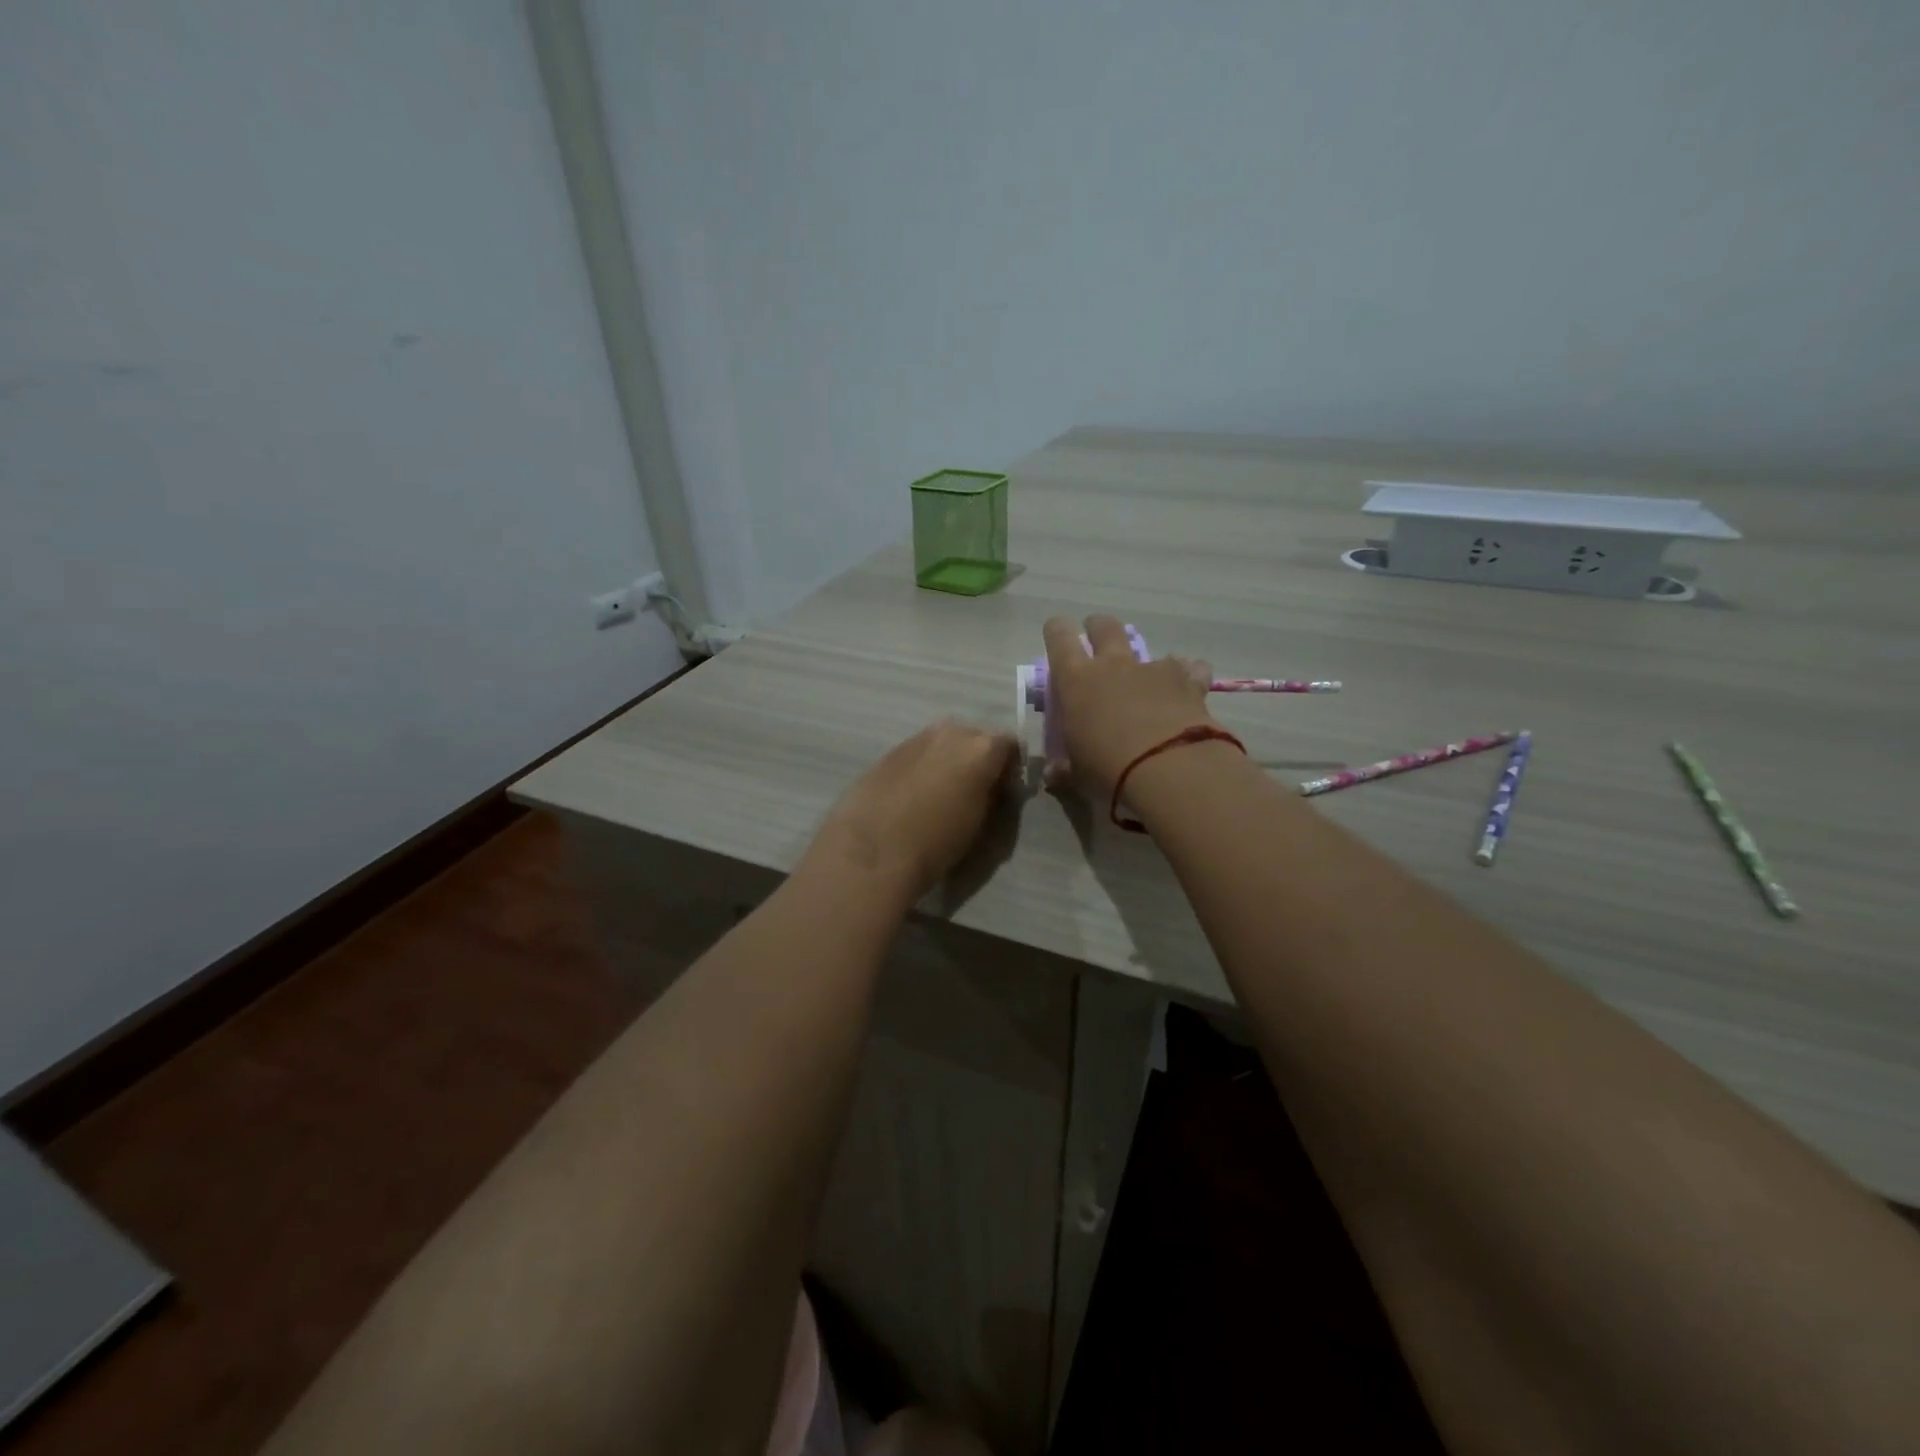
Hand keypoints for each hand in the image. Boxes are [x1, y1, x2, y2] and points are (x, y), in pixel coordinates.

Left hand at [810, 720, 1020, 900]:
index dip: (1009, 766)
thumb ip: (991, 793)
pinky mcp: (889, 751)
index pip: (1010, 745)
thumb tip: (991, 784)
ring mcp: (917, 738)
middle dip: (977, 758)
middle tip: (972, 790)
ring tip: (939, 793)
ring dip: (948, 760)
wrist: (873, 850)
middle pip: (975, 738)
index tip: (1003, 789)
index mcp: (981, 749)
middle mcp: (951, 733)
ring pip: (943, 742)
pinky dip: (922, 766)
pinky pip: (918, 753)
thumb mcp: (980, 822)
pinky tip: (912, 794)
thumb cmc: (936, 843)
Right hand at [1042, 614, 1216, 794]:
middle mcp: (1114, 665)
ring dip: (1146, 662)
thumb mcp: (1078, 774)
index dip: (1057, 630)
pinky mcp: (1189, 682)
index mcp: (1077, 680)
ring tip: (1149, 681)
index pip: (1059, 638)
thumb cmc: (1108, 769)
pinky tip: (1189, 691)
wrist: (1170, 769)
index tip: (1056, 631)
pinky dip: (1189, 676)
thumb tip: (1053, 774)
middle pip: (1104, 626)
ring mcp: (1154, 669)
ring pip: (1150, 649)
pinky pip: (1191, 669)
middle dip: (1098, 628)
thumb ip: (1065, 769)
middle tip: (1097, 640)